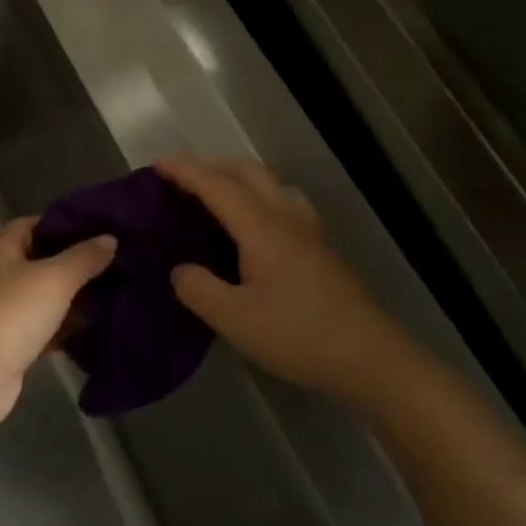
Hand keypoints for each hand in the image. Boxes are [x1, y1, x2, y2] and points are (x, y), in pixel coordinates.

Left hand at [0, 218, 116, 436]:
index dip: (65, 224)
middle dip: (75, 263)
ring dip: (73, 297)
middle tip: (117, 264)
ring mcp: (1, 309)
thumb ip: (83, 257)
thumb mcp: (54, 279)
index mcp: (0, 249)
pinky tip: (94, 329)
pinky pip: (42, 326)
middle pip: (41, 260)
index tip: (100, 231)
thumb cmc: (11, 314)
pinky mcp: (9, 341)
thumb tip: (108, 239)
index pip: (33, 224)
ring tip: (115, 294)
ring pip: (43, 295)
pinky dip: (64, 326)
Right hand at [157, 157, 413, 404]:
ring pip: (270, 184)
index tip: (154, 164)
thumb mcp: (233, 319)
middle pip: (247, 172)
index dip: (184, 170)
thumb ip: (197, 288)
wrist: (371, 360)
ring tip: (213, 198)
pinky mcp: (321, 248)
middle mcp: (287, 217)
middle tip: (179, 182)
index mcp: (262, 227)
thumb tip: (180, 270)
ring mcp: (309, 231)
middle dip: (210, 167)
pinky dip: (256, 197)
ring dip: (237, 179)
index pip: (216, 184)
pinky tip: (251, 227)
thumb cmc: (298, 336)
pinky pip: (282, 202)